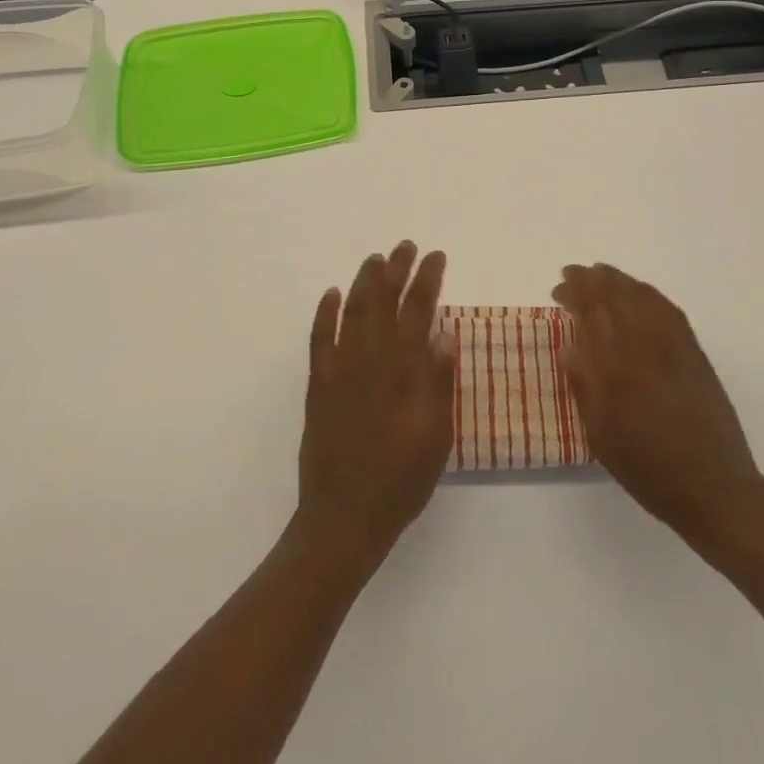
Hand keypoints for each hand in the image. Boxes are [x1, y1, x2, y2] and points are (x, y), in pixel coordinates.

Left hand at [295, 241, 455, 570]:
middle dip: (396, 269)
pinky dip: (325, 313)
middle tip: (406, 246)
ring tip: (375, 259)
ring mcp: (339, 369)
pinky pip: (319, 338)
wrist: (344, 516)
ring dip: (364, 282)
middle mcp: (370, 359)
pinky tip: (330, 295)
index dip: (427, 280)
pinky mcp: (318, 384)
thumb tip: (445, 333)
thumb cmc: (401, 479)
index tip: (435, 256)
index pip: (417, 310)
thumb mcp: (436, 436)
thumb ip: (439, 382)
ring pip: (352, 311)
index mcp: (402, 369)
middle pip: (383, 301)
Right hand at [554, 263, 763, 553]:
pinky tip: (638, 292)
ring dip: (618, 279)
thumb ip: (583, 386)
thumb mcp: (601, 436)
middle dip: (591, 279)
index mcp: (615, 368)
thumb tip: (570, 346)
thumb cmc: (648, 469)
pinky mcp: (694, 351)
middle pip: (615, 295)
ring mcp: (673, 345)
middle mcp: (643, 346)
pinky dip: (648, 293)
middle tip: (573, 273)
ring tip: (600, 274)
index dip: (573, 293)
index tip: (557, 289)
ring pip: (641, 295)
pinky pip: (668, 308)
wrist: (714, 487)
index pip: (590, 312)